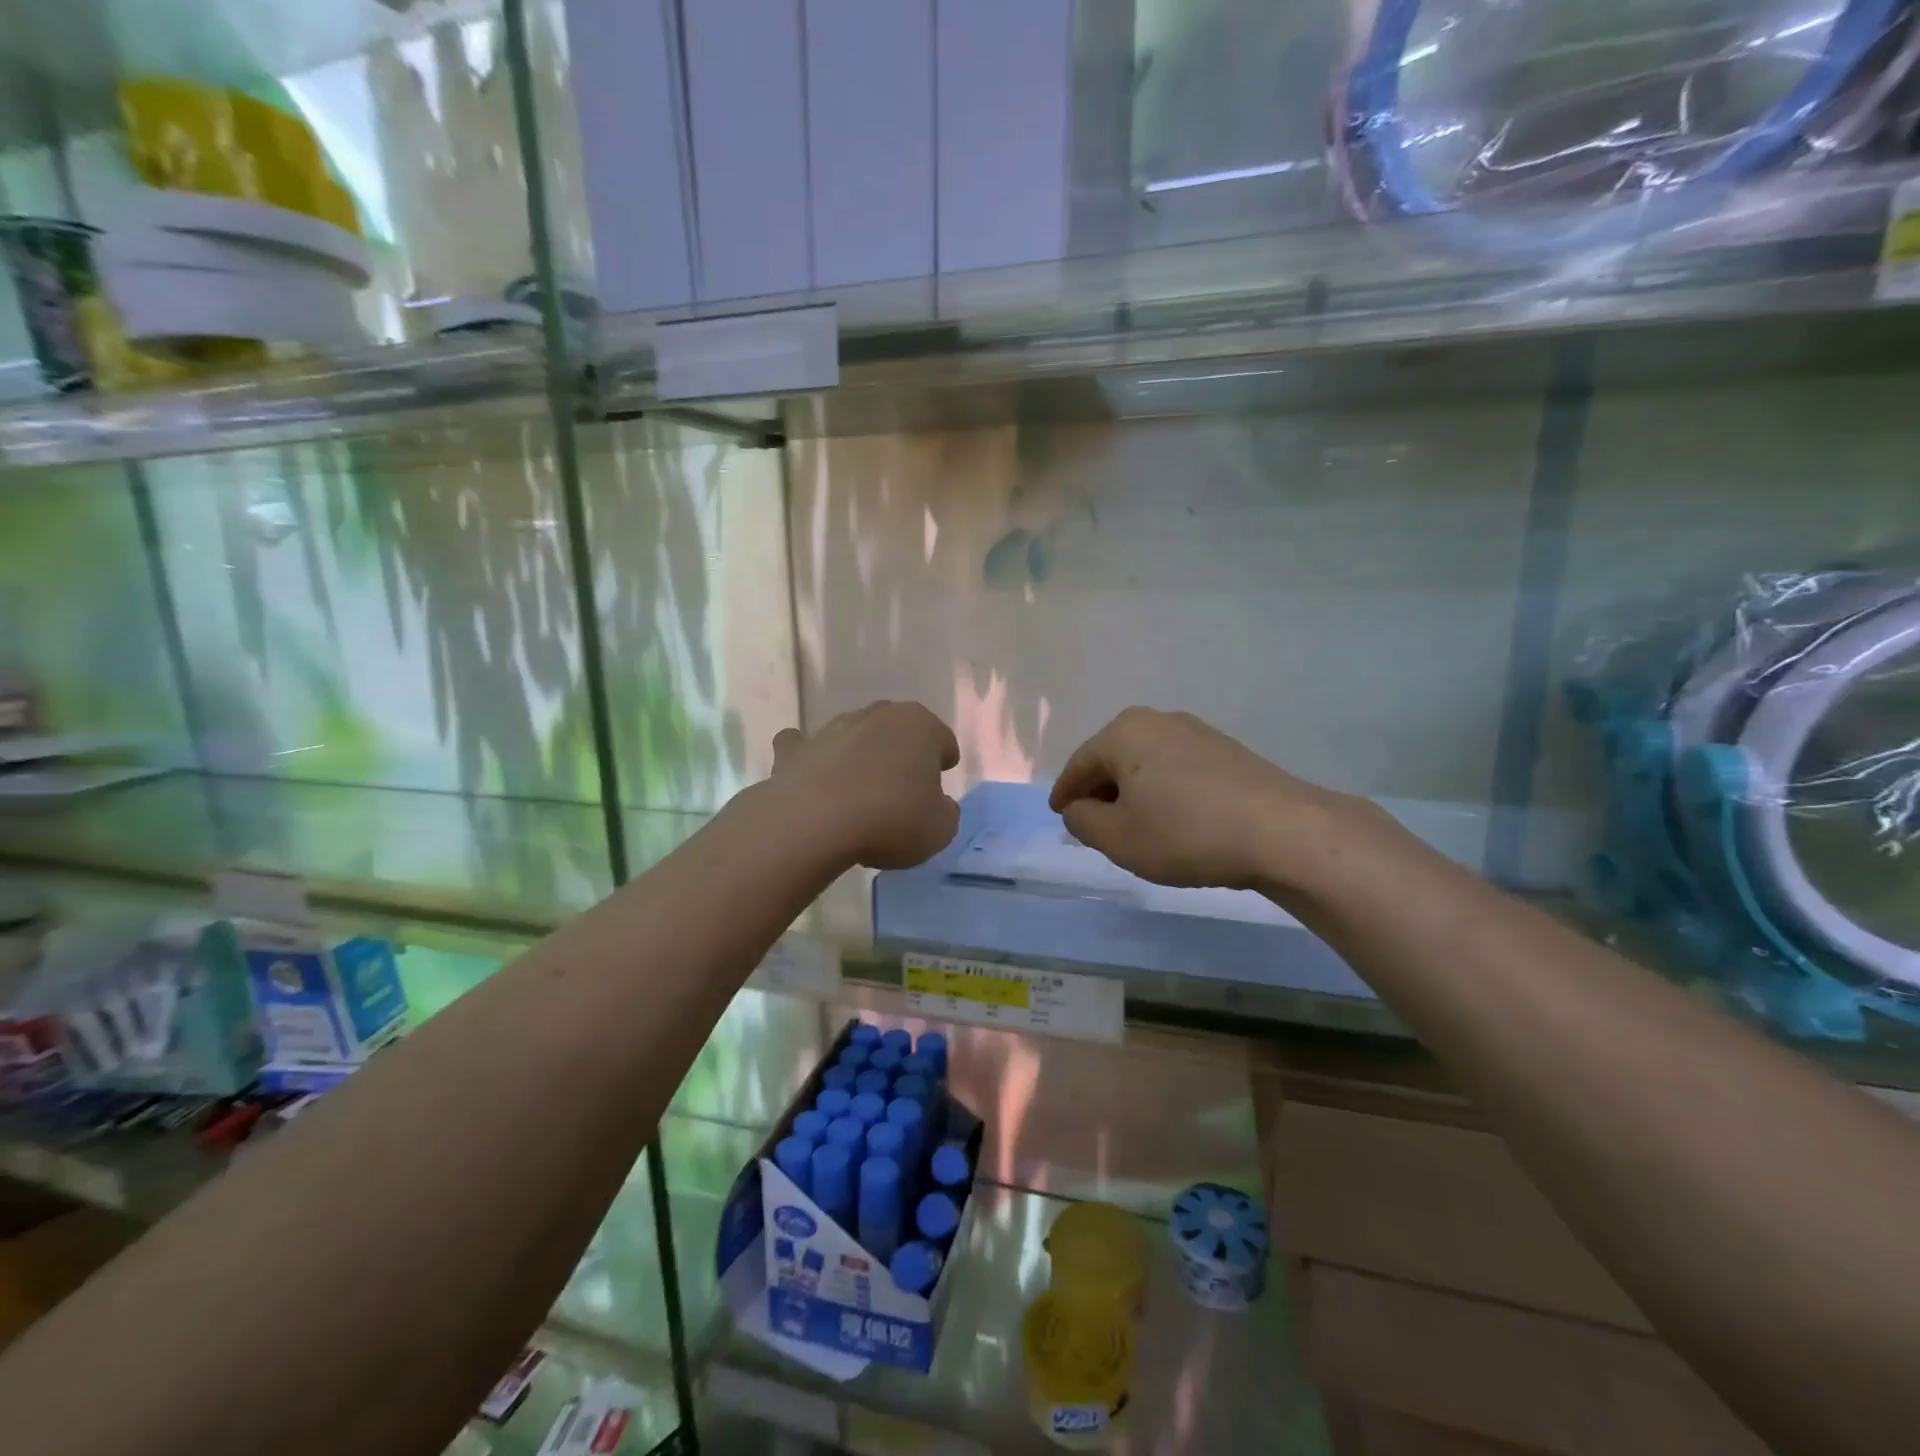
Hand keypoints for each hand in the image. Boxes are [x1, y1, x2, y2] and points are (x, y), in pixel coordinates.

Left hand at [770, 702, 960, 869]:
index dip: (944, 762)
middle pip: (898, 731)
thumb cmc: (891, 820)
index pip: (942, 740)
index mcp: (920, 726)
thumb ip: (946, 812)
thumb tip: (938, 805)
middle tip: (902, 788)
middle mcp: (877, 716)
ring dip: (859, 755)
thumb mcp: (940, 829)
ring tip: (859, 792)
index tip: (939, 782)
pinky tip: (812, 777)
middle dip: (901, 753)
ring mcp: (832, 728)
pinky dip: (810, 757)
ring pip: (854, 735)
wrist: (814, 823)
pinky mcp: (795, 749)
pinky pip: (805, 746)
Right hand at [1049, 708, 1383, 892]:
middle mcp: (1157, 721)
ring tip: (1134, 824)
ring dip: (1134, 791)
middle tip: (1094, 823)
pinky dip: (1163, 790)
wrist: (1281, 831)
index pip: (1079, 765)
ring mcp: (1196, 732)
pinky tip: (1172, 818)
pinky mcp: (1226, 750)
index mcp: (1123, 733)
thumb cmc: (1184, 833)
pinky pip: (1176, 768)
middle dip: (1100, 791)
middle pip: (1113, 759)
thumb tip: (1079, 807)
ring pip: (1146, 763)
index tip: (1059, 814)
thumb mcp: (1117, 838)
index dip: (1065, 793)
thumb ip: (1082, 821)